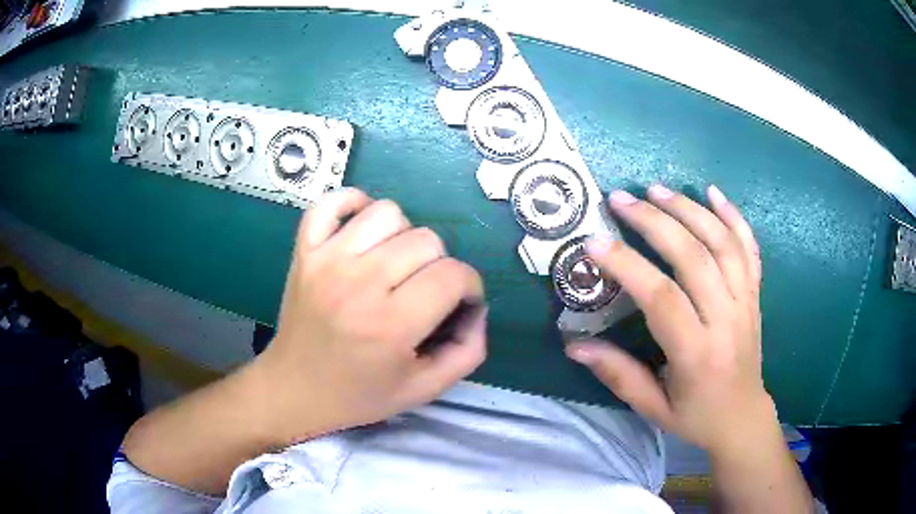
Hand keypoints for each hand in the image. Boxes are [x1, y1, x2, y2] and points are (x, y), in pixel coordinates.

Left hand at [252, 188, 486, 444]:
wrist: (294, 388)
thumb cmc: (359, 394)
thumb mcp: (424, 389)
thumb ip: (467, 351)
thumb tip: (476, 305)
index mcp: (390, 325)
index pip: (453, 275)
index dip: (469, 286)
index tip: (459, 302)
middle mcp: (358, 283)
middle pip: (426, 239)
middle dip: (439, 265)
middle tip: (423, 291)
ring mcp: (326, 260)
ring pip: (388, 212)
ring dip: (403, 235)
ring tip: (393, 264)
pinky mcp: (304, 250)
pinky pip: (333, 201)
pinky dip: (354, 205)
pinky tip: (362, 231)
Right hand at [566, 184, 773, 455]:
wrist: (742, 417)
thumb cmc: (695, 416)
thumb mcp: (651, 408)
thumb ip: (617, 375)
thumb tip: (573, 345)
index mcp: (697, 354)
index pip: (662, 298)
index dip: (627, 266)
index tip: (594, 242)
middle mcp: (727, 320)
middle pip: (695, 257)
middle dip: (655, 221)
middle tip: (621, 199)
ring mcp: (746, 302)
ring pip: (722, 243)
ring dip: (690, 209)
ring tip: (657, 189)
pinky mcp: (755, 294)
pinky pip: (749, 248)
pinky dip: (734, 216)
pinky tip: (714, 193)